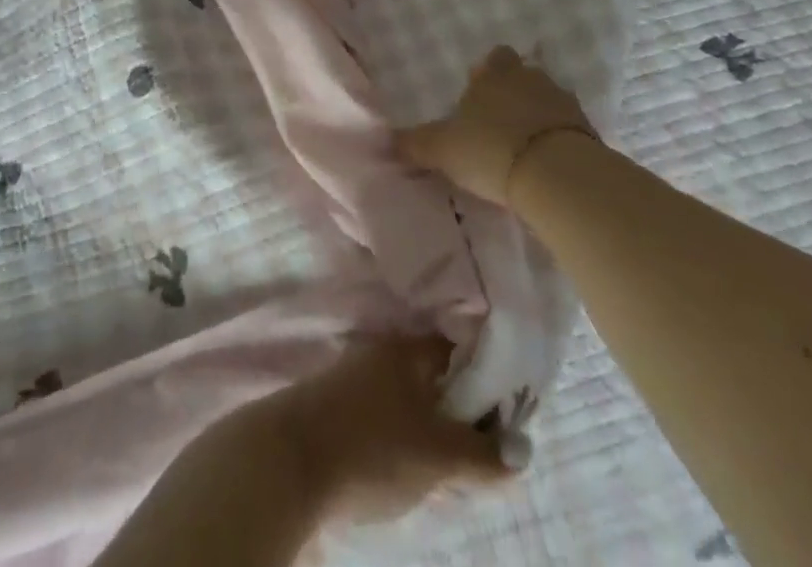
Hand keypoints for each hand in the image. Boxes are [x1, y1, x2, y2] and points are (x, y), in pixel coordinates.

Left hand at [267, 334, 508, 523]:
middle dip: (460, 406)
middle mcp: (383, 352)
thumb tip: (524, 451)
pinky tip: (408, 461)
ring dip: (431, 421)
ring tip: (449, 460)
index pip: (460, 349)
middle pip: (435, 373)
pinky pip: (384, 410)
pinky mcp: (336, 404)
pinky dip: (403, 430)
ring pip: (409, 394)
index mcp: (409, 349)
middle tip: (482, 445)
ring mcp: (355, 375)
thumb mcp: (437, 455)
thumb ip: (483, 453)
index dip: (489, 378)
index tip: (508, 413)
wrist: (287, 462)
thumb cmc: (370, 446)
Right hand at [396, 45, 595, 206]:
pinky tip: (546, 163)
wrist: (557, 175)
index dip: (487, 72)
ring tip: (523, 146)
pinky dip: (558, 140)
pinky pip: (568, 129)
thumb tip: (385, 140)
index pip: (493, 58)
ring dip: (538, 116)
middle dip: (514, 92)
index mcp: (495, 75)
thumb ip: (415, 143)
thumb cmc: (491, 149)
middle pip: (524, 75)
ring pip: (548, 100)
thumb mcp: (443, 149)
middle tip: (499, 121)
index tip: (479, 94)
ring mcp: (563, 103)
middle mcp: (530, 78)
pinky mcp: (588, 132)